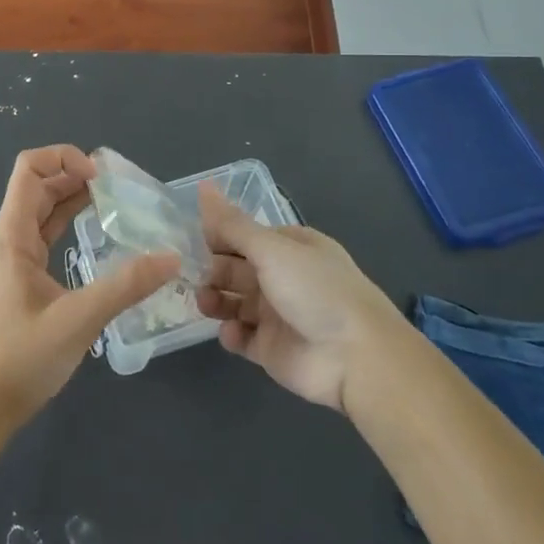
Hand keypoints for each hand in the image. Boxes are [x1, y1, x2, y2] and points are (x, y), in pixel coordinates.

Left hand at [0, 145, 177, 427]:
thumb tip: (171, 257)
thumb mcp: (79, 320)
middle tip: (118, 187)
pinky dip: (67, 223)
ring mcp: (10, 259)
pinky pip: (43, 236)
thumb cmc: (22, 359)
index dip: (64, 158)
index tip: (102, 177)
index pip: (29, 169)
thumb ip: (126, 286)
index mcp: (11, 236)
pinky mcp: (18, 279)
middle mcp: (7, 239)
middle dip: (74, 175)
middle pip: (37, 186)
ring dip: (71, 198)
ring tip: (113, 201)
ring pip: (40, 211)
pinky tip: (94, 234)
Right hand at [195, 185, 403, 411]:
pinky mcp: (272, 349)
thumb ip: (232, 224)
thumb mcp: (272, 249)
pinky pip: (242, 337)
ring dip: (215, 300)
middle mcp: (284, 278)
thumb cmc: (315, 290)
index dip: (218, 237)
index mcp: (290, 248)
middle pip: (236, 269)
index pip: (245, 236)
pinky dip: (231, 334)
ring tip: (204, 303)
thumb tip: (204, 185)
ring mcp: (277, 315)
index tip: (191, 240)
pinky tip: (231, 332)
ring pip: (234, 302)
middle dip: (212, 270)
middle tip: (188, 275)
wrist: (355, 357)